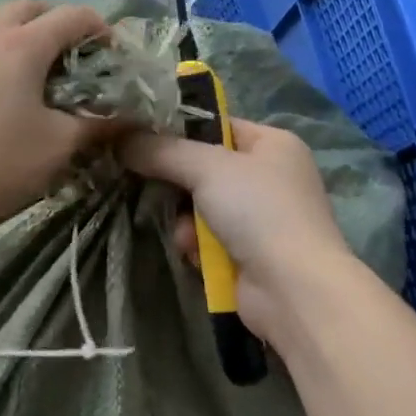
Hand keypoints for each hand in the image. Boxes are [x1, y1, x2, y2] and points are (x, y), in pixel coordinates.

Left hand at [0, 0, 111, 250]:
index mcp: (22, 45)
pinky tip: (10, 104)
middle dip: (59, 24)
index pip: (72, 15)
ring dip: (29, 42)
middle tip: (78, 58)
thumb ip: (98, 126)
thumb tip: (129, 120)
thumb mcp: (59, 146)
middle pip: (30, 9)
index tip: (115, 59)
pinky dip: (5, 62)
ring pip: (1, 30)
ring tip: (47, 82)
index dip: (102, 30)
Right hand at [122, 119, 362, 342]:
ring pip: (201, 205)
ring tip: (183, 233)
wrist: (294, 290)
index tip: (139, 137)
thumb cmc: (258, 211)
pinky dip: (197, 244)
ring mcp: (262, 217)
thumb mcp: (206, 167)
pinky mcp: (251, 253)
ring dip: (185, 220)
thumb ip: (161, 150)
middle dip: (177, 183)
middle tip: (146, 184)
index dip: (178, 130)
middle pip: (204, 167)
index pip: (216, 125)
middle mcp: (270, 176)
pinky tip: (193, 253)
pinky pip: (209, 238)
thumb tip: (121, 140)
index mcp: (273, 143)